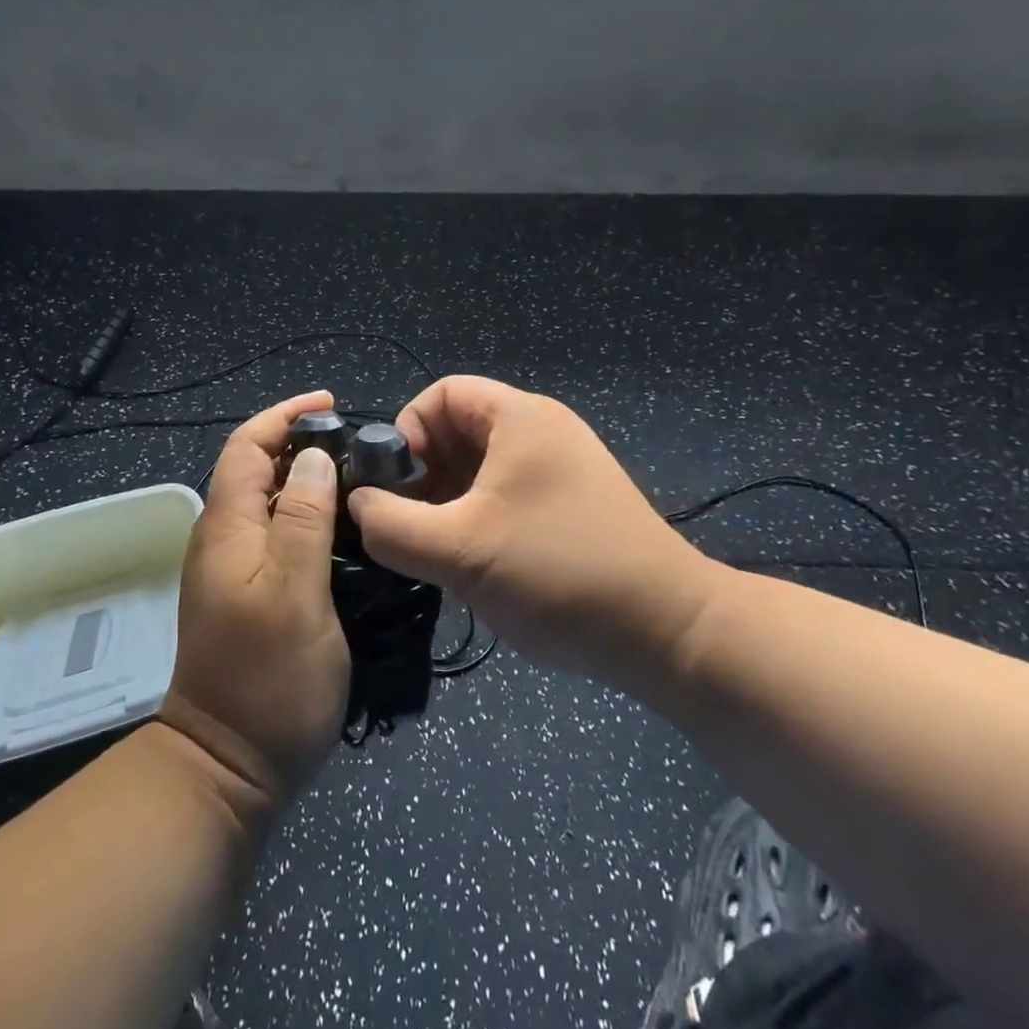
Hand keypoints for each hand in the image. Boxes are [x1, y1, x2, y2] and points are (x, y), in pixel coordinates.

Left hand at [157, 390, 349, 819]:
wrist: (227, 767)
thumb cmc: (267, 678)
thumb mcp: (295, 592)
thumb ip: (302, 518)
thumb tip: (314, 457)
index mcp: (226, 527)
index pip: (246, 446)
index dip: (283, 417)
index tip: (330, 403)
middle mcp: (222, 539)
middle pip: (254, 468)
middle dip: (299, 443)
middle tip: (358, 443)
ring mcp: (232, 569)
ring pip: (267, 501)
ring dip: (306, 478)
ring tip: (360, 477)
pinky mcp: (248, 594)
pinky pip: (275, 533)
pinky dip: (306, 515)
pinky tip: (344, 530)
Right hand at [346, 376, 726, 692]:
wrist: (671, 634)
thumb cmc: (559, 574)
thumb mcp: (459, 551)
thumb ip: (392, 526)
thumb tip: (357, 505)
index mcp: (520, 418)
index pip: (441, 393)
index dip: (406, 431)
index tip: (394, 486)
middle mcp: (542, 431)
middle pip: (458, 429)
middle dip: (423, 472)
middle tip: (408, 524)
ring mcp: (561, 469)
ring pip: (480, 466)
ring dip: (447, 500)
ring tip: (435, 548)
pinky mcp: (572, 505)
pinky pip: (506, 493)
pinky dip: (476, 516)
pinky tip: (471, 561)